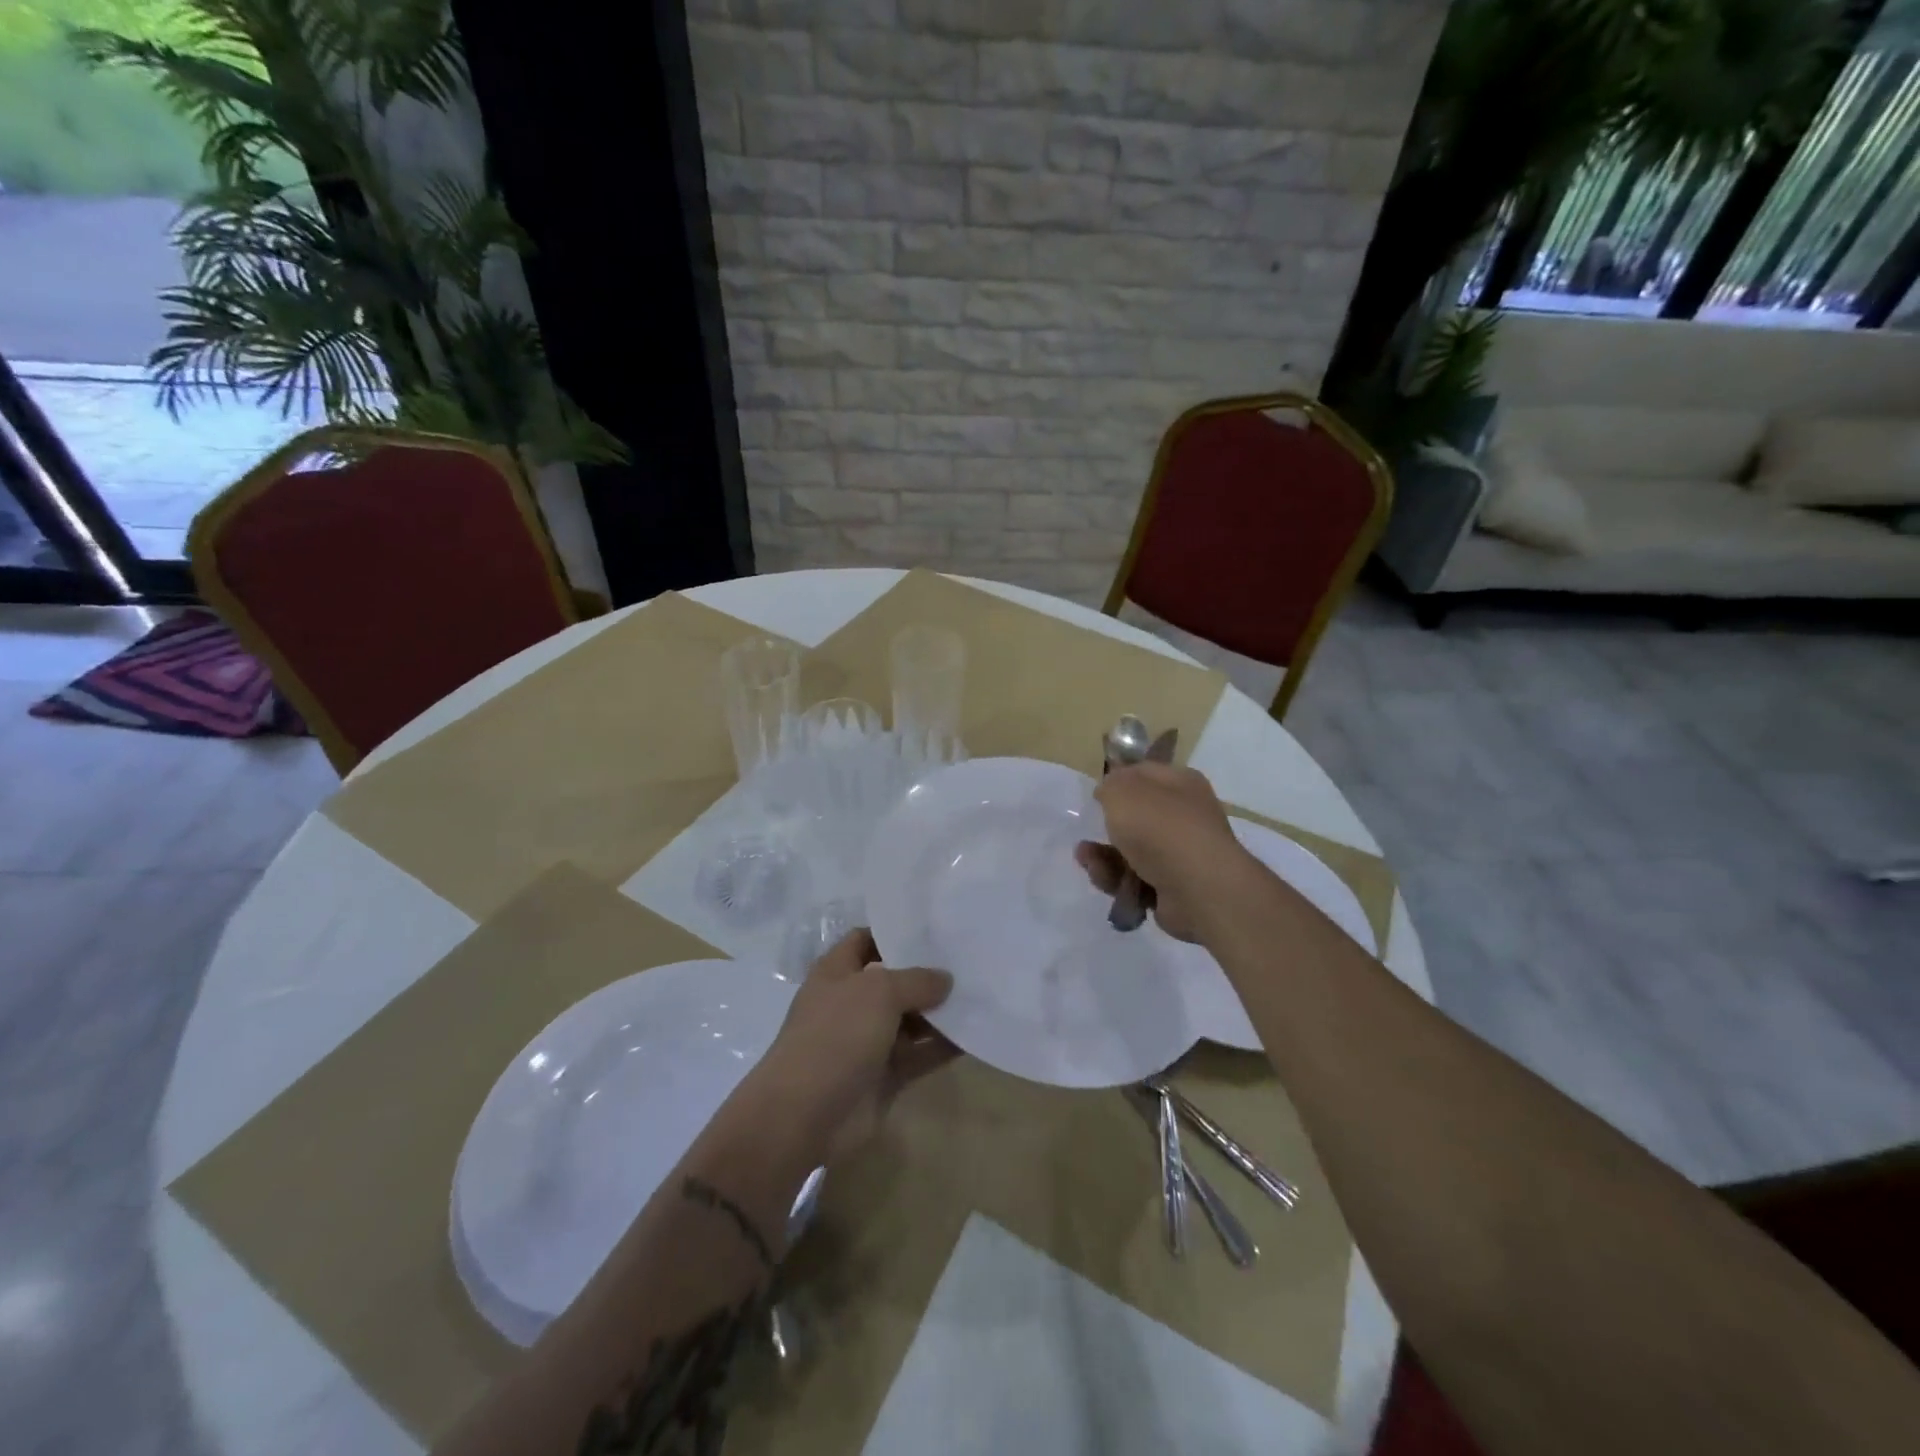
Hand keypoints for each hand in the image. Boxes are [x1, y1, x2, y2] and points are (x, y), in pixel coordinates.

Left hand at [753, 929, 956, 1165]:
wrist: (804, 1116)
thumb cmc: (836, 1036)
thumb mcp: (879, 991)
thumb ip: (917, 980)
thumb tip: (945, 979)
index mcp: (837, 972)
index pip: (866, 940)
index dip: (895, 933)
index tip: (934, 929)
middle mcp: (851, 1002)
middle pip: (893, 980)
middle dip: (927, 973)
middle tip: (969, 962)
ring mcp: (866, 1041)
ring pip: (910, 1019)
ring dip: (939, 1012)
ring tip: (979, 996)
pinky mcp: (883, 1076)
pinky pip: (919, 1055)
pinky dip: (942, 1047)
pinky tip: (973, 1035)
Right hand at [1075, 761, 1242, 941]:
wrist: (1197, 889)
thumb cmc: (1160, 827)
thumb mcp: (1122, 790)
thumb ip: (1110, 785)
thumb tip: (1110, 791)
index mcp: (1181, 784)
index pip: (1146, 773)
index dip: (1119, 780)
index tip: (1096, 794)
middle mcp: (1186, 817)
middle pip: (1137, 817)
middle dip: (1108, 826)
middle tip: (1089, 830)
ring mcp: (1181, 855)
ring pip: (1131, 851)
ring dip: (1104, 856)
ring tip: (1086, 860)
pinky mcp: (1173, 888)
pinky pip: (1135, 880)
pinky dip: (1116, 880)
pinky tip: (1103, 879)